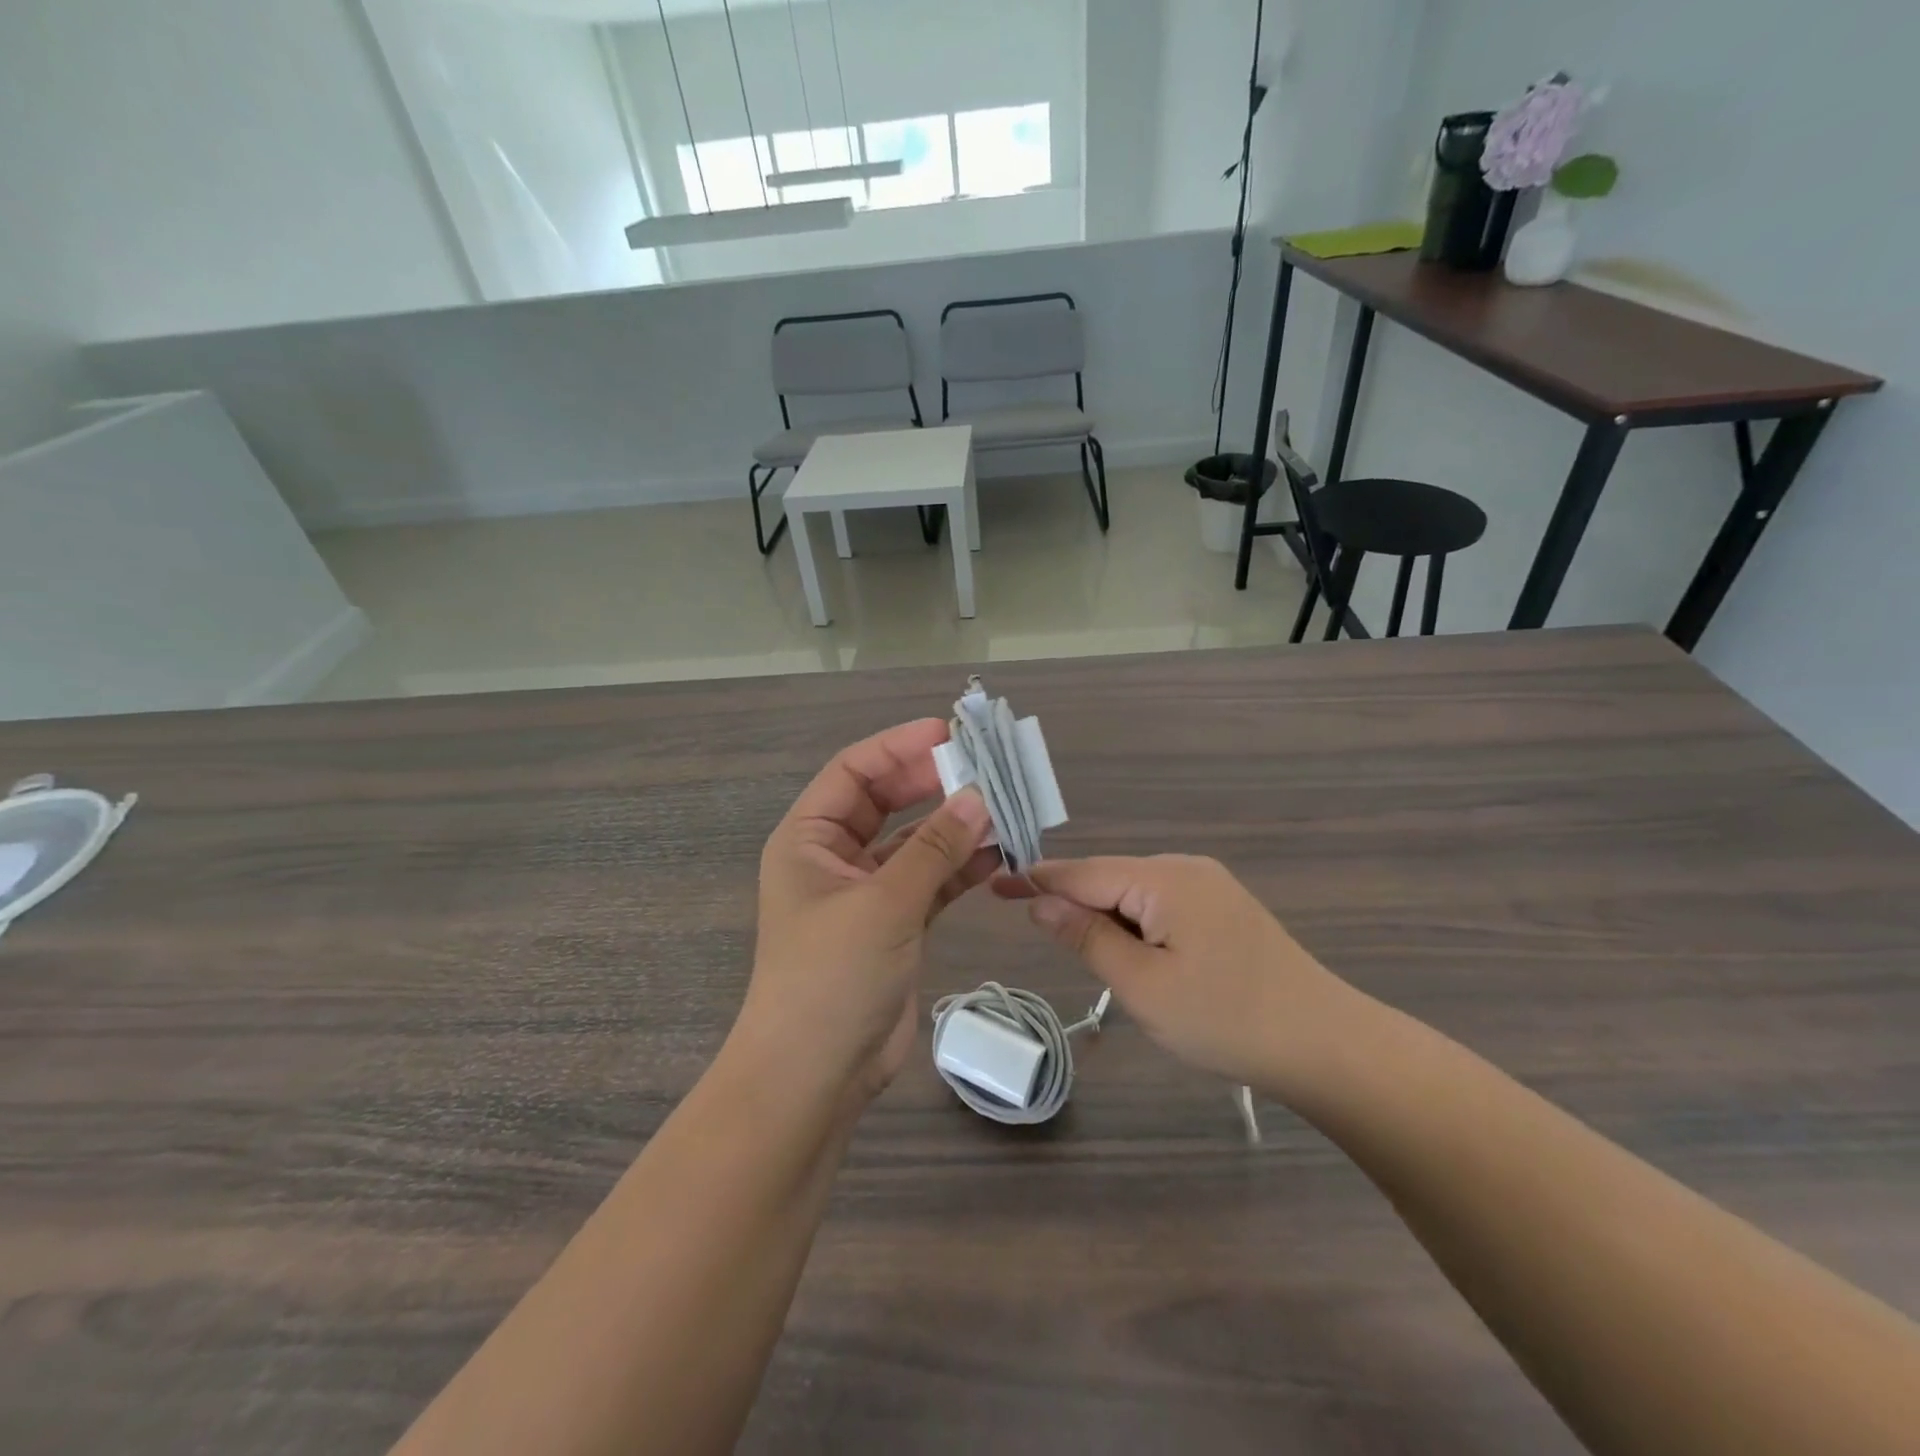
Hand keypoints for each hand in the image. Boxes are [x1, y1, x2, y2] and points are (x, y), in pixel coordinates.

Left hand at [733, 720, 997, 1107]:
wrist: (815, 1077)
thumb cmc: (831, 978)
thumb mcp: (883, 904)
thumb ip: (933, 849)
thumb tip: (979, 796)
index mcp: (808, 839)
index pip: (853, 772)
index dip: (898, 747)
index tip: (948, 733)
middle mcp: (834, 858)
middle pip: (886, 802)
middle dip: (932, 783)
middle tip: (985, 767)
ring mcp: (866, 893)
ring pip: (915, 842)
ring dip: (954, 826)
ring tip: (1003, 808)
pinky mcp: (895, 925)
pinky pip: (931, 881)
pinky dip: (960, 867)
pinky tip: (998, 853)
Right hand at [996, 856, 1358, 1097]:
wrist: (1326, 1045)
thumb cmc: (1226, 1019)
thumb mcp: (1142, 986)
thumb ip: (1086, 937)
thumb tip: (1039, 901)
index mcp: (1164, 878)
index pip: (1083, 872)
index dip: (1036, 880)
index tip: (994, 886)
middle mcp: (1186, 868)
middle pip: (1109, 879)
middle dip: (1073, 904)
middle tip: (1037, 935)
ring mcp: (1210, 886)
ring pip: (1135, 895)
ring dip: (1106, 921)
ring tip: (1089, 958)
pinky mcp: (1224, 909)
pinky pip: (1161, 907)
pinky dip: (1136, 928)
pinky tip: (1136, 957)